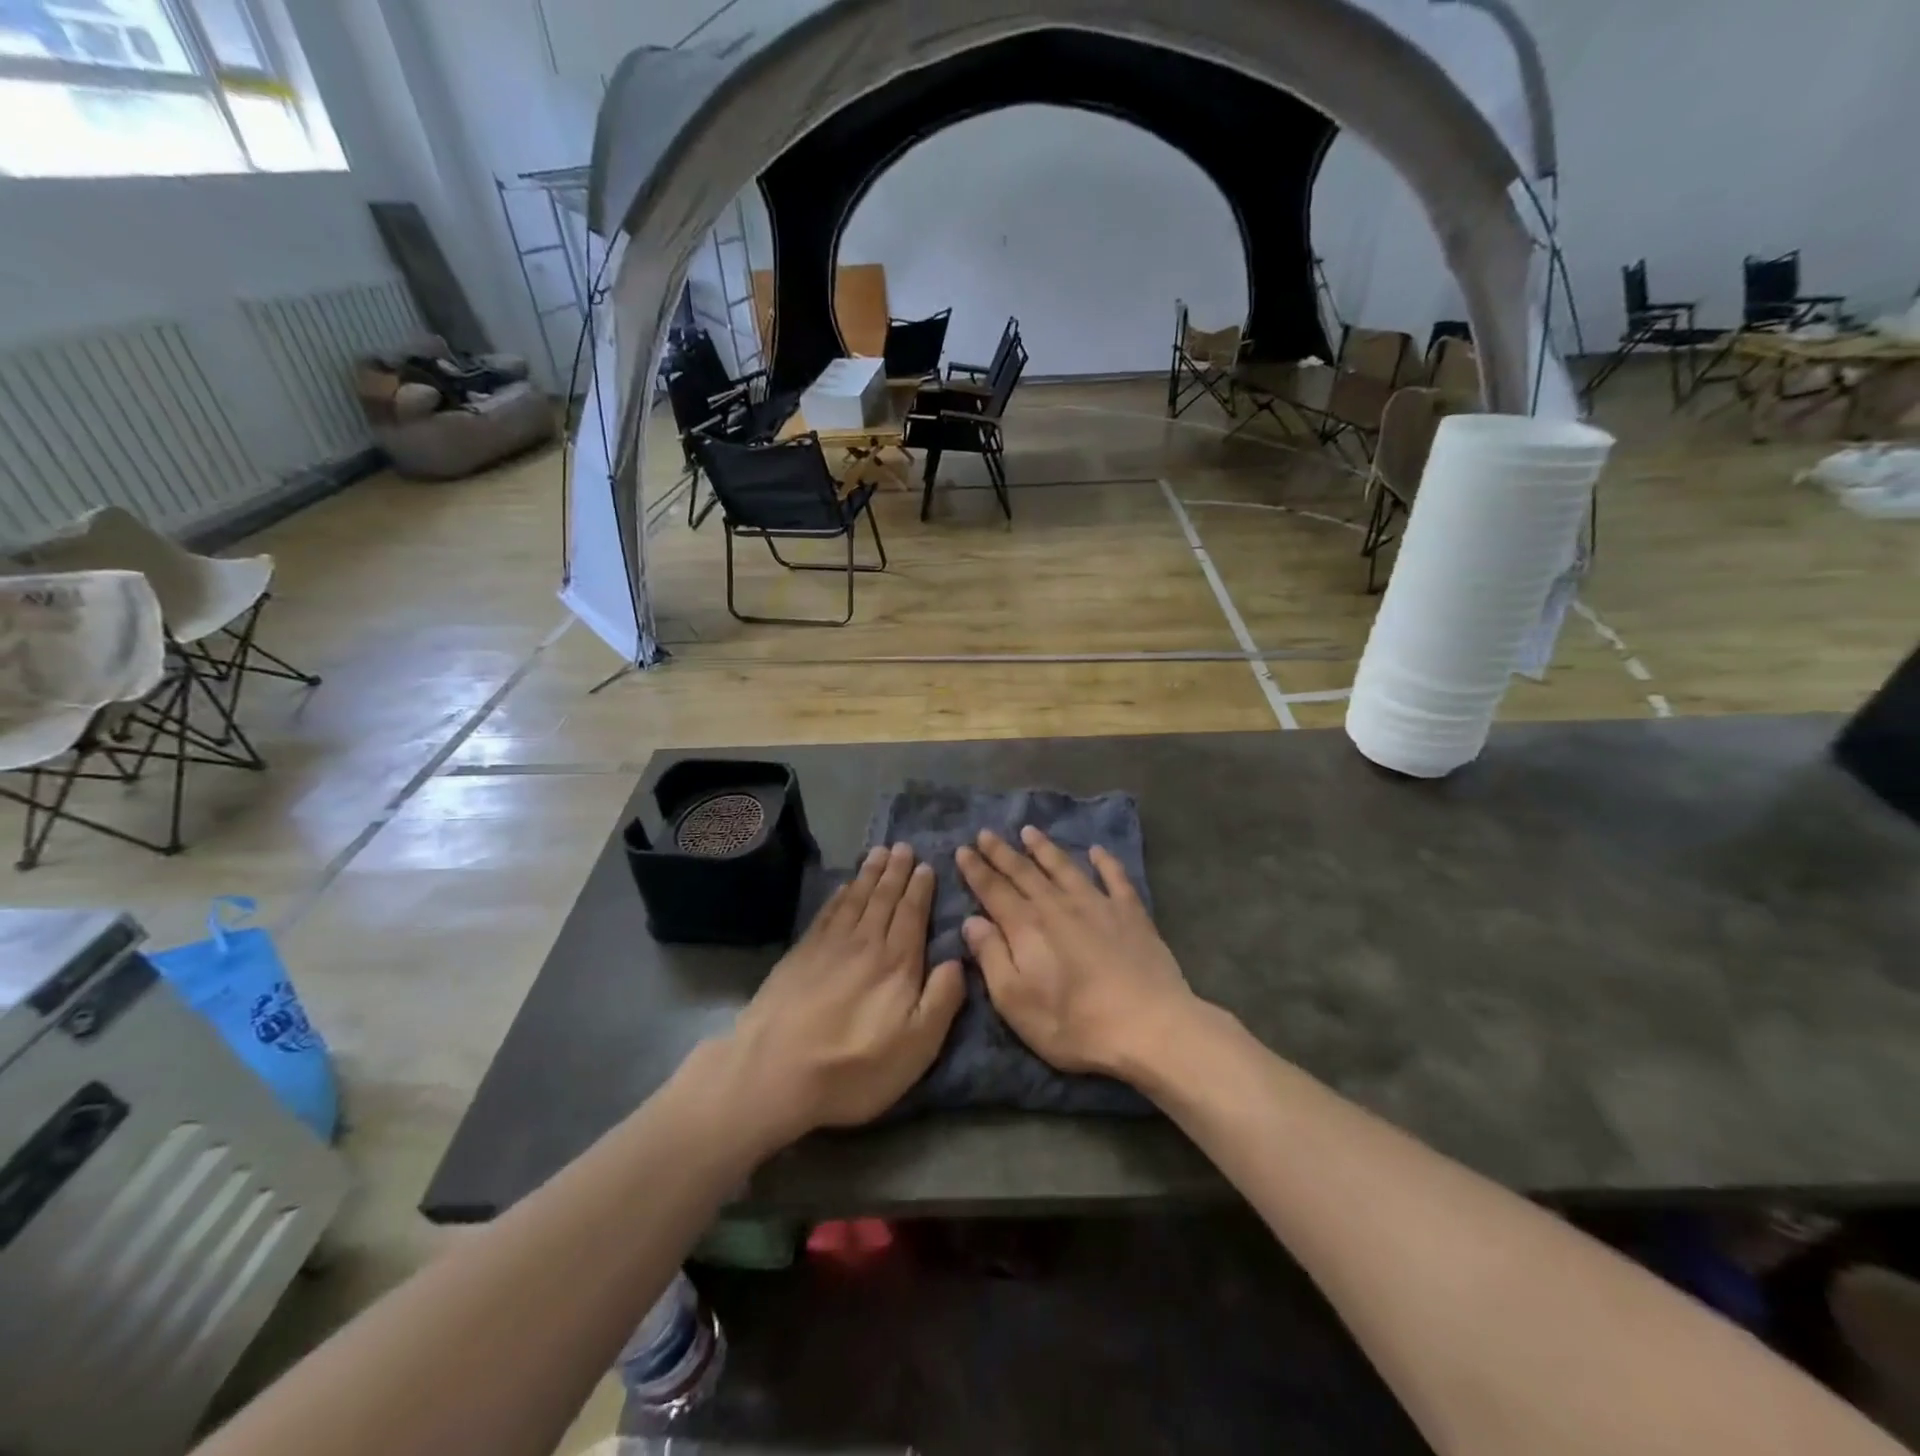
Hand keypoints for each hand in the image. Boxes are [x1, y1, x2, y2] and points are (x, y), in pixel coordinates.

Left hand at [724, 843, 964, 1145]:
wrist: (775, 1073)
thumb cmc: (855, 1067)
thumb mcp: (917, 1046)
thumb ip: (942, 999)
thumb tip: (959, 959)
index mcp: (897, 963)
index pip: (913, 914)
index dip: (921, 889)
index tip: (926, 866)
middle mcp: (865, 943)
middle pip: (883, 898)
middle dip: (896, 871)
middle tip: (904, 847)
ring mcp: (828, 946)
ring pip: (855, 898)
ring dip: (869, 874)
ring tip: (879, 853)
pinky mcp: (800, 954)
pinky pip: (826, 913)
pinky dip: (838, 895)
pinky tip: (843, 887)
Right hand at [955, 827, 1193, 1077]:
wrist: (1148, 1026)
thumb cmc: (1074, 1023)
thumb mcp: (1015, 1001)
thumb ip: (991, 957)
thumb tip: (971, 921)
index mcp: (1027, 927)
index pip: (994, 890)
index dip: (976, 870)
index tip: (962, 850)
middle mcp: (1058, 905)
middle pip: (1024, 872)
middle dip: (1002, 852)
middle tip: (985, 833)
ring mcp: (1098, 905)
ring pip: (1064, 867)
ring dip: (1045, 848)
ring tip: (1029, 831)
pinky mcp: (1131, 913)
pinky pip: (1115, 878)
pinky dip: (1105, 862)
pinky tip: (1097, 850)